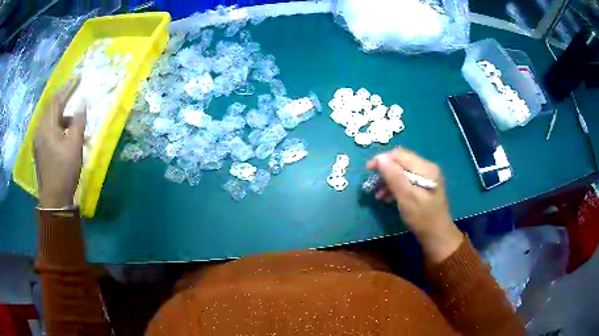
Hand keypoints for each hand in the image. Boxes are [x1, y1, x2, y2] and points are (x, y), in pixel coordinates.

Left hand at [34, 79, 85, 208]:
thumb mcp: (74, 145)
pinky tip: (64, 133)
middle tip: (74, 90)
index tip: (78, 77)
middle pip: (51, 107)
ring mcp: (38, 141)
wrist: (54, 200)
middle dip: (63, 98)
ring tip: (72, 119)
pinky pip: (47, 130)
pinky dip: (57, 126)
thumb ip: (78, 121)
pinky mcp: (39, 150)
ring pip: (49, 119)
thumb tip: (82, 102)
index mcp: (46, 127)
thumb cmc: (64, 171)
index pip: (57, 100)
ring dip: (61, 114)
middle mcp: (39, 130)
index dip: (68, 87)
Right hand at [367, 148, 462, 261]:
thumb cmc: (422, 217)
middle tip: (372, 183)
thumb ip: (394, 177)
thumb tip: (380, 158)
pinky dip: (395, 186)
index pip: (400, 155)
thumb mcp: (406, 197)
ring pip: (402, 171)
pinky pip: (406, 180)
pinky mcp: (423, 186)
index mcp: (426, 168)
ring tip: (377, 194)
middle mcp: (427, 168)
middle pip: (401, 162)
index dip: (383, 159)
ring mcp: (426, 177)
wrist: (436, 236)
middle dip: (385, 170)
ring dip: (388, 180)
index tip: (368, 169)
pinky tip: (386, 197)